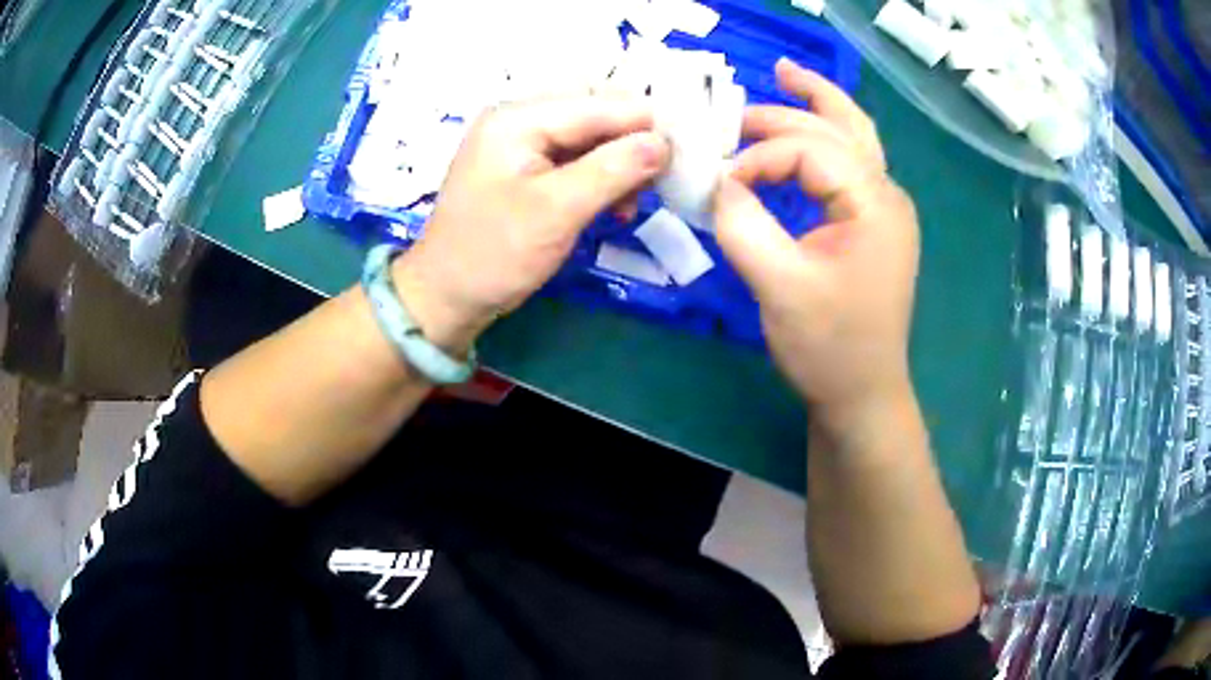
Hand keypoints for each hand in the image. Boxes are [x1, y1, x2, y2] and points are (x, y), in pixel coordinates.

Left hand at [394, 97, 671, 351]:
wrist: (445, 296)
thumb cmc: (494, 255)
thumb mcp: (557, 211)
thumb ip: (613, 170)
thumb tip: (665, 143)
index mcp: (518, 118)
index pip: (599, 104)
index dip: (645, 126)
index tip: (684, 158)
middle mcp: (519, 118)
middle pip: (596, 112)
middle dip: (632, 144)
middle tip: (654, 185)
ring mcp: (521, 141)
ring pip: (592, 135)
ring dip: (620, 163)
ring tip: (631, 203)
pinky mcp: (526, 165)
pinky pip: (577, 157)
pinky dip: (601, 177)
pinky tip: (614, 204)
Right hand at [712, 58, 919, 432]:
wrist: (862, 393)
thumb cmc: (829, 346)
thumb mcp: (778, 286)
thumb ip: (742, 223)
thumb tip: (717, 181)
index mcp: (875, 203)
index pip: (811, 150)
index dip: (759, 157)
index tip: (721, 185)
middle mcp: (887, 194)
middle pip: (841, 126)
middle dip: (789, 108)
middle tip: (739, 109)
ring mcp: (885, 208)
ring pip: (854, 137)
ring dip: (818, 105)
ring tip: (785, 77)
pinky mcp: (873, 224)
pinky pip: (849, 165)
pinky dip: (821, 142)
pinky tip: (800, 136)